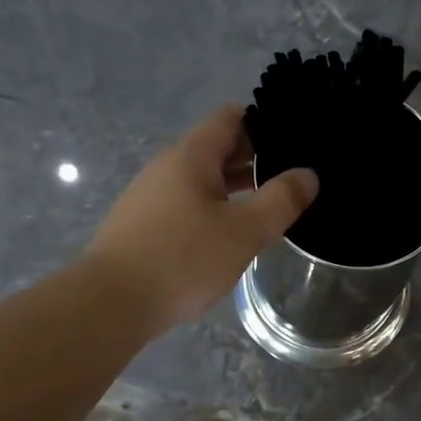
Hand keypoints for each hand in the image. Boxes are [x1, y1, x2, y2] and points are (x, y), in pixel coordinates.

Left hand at [88, 105, 318, 332]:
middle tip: (293, 180)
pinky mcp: (143, 226)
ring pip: (202, 181)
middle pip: (217, 149)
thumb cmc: (182, 259)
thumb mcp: (243, 231)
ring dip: (235, 190)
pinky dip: (214, 211)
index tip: (295, 141)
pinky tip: (231, 237)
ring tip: (270, 209)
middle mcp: (168, 167)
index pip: (231, 117)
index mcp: (191, 156)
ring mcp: (151, 197)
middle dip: (255, 160)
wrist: (111, 302)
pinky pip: (187, 206)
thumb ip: (280, 201)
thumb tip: (308, 175)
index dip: (265, 122)